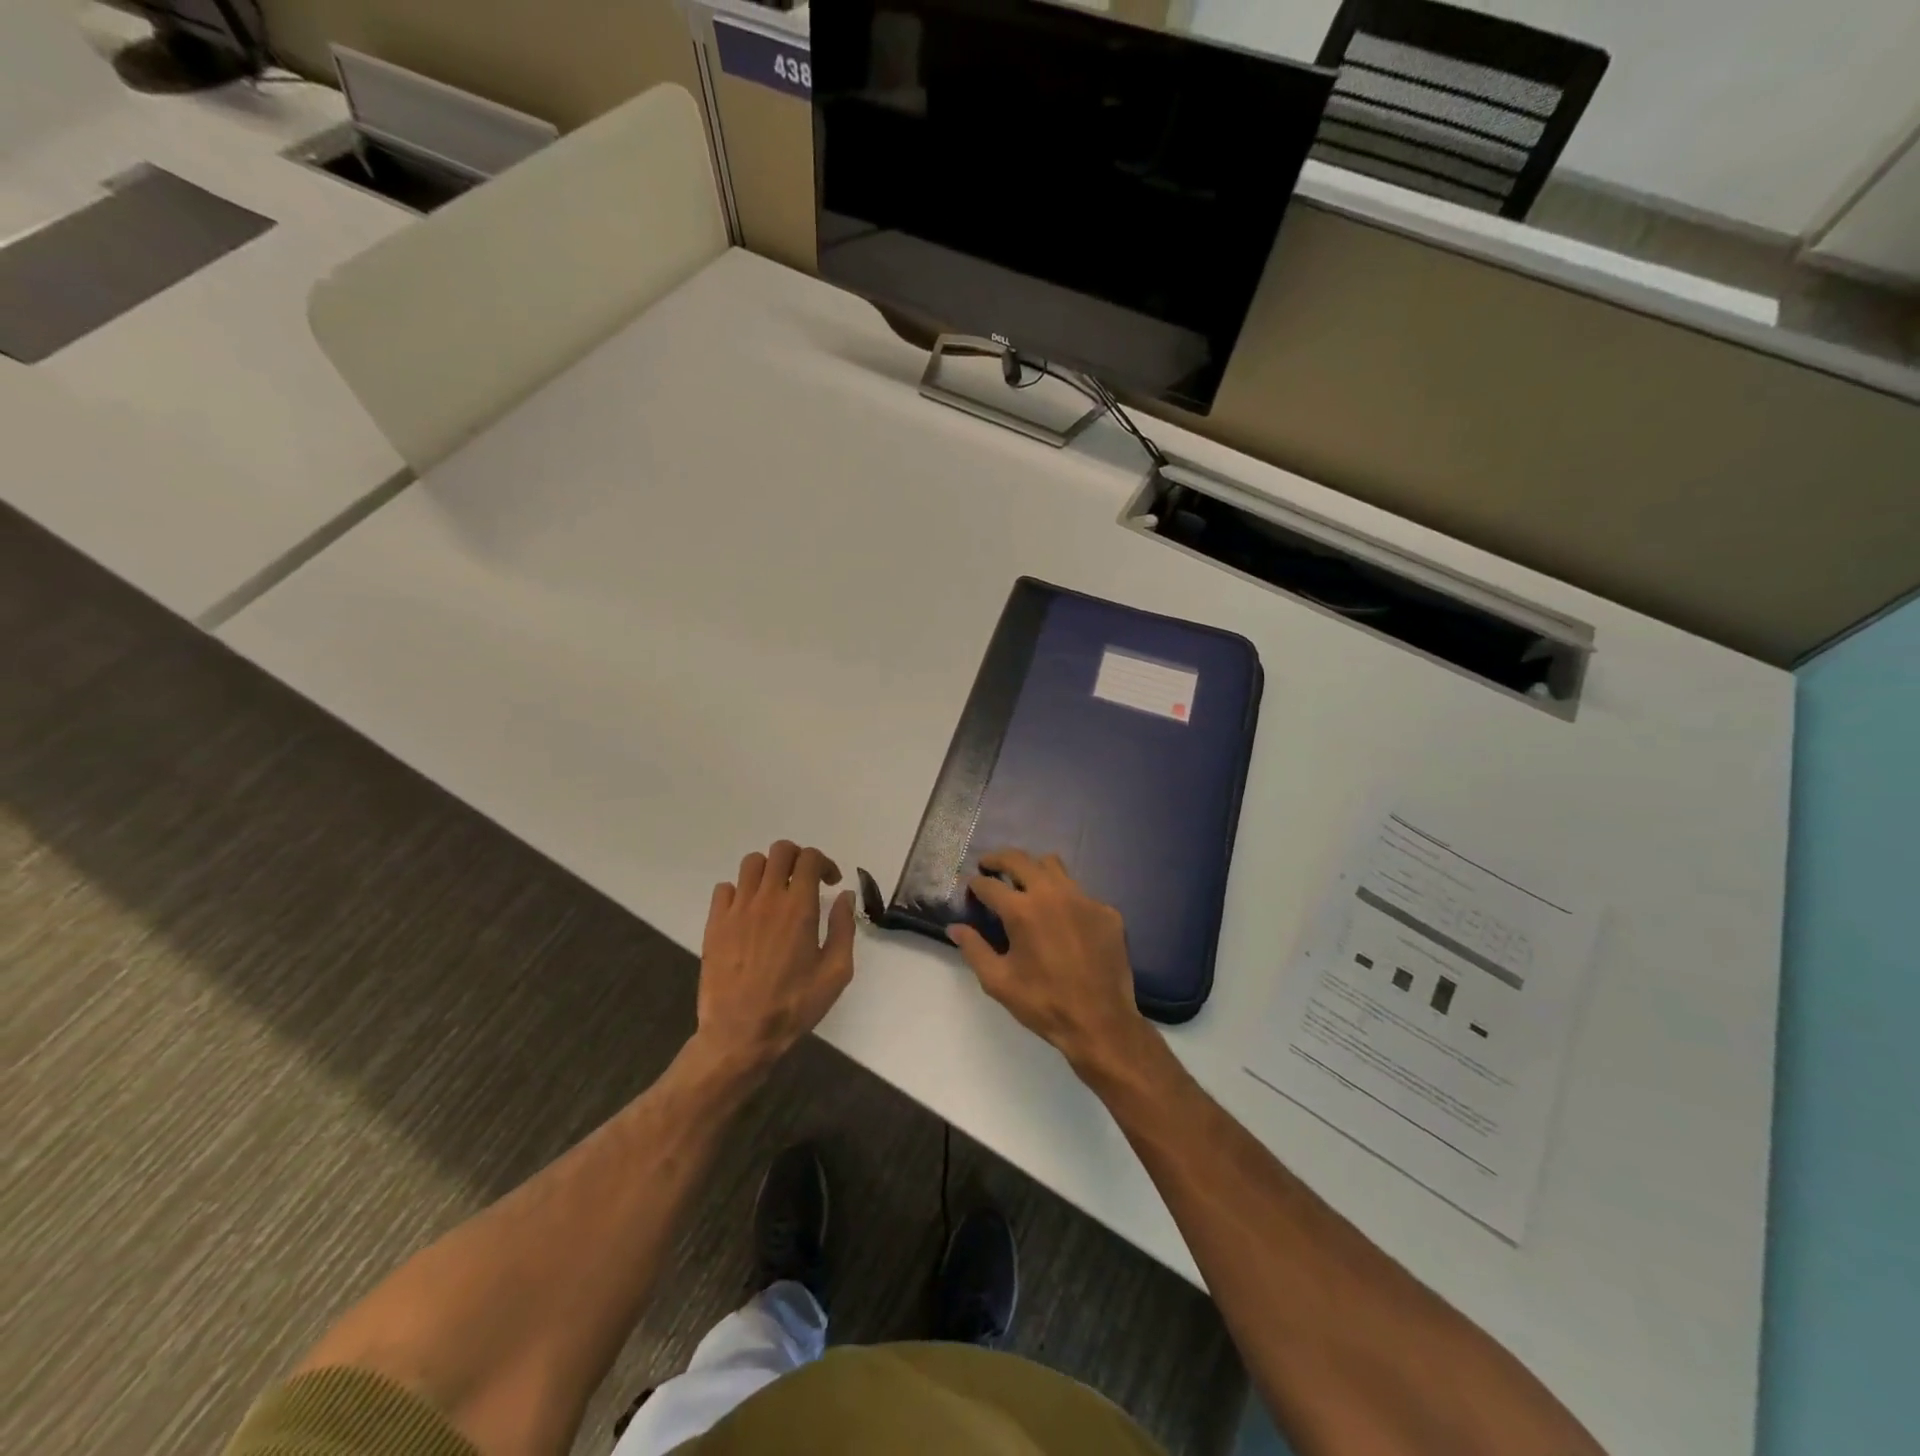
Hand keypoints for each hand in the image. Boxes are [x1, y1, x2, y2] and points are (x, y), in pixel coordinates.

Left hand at [696, 841, 855, 1073]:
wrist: (740, 1034)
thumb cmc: (794, 1005)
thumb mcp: (836, 972)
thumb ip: (844, 928)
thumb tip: (845, 896)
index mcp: (799, 907)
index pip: (809, 858)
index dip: (824, 863)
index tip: (830, 883)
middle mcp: (767, 899)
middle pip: (780, 851)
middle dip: (798, 859)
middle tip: (805, 882)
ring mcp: (737, 909)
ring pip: (751, 863)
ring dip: (769, 870)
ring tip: (776, 893)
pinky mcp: (715, 923)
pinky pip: (725, 888)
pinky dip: (740, 891)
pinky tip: (749, 912)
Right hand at [948, 850, 1152, 1076]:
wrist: (1101, 1023)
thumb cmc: (1043, 1003)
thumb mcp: (998, 981)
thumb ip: (973, 949)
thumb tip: (955, 928)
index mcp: (1022, 911)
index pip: (989, 884)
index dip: (975, 884)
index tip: (970, 887)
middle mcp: (1052, 894)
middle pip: (1019, 859)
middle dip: (998, 859)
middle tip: (988, 866)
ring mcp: (1083, 898)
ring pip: (1053, 866)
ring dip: (1033, 869)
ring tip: (1025, 883)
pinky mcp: (1106, 910)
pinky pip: (1079, 892)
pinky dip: (1063, 897)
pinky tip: (1061, 919)